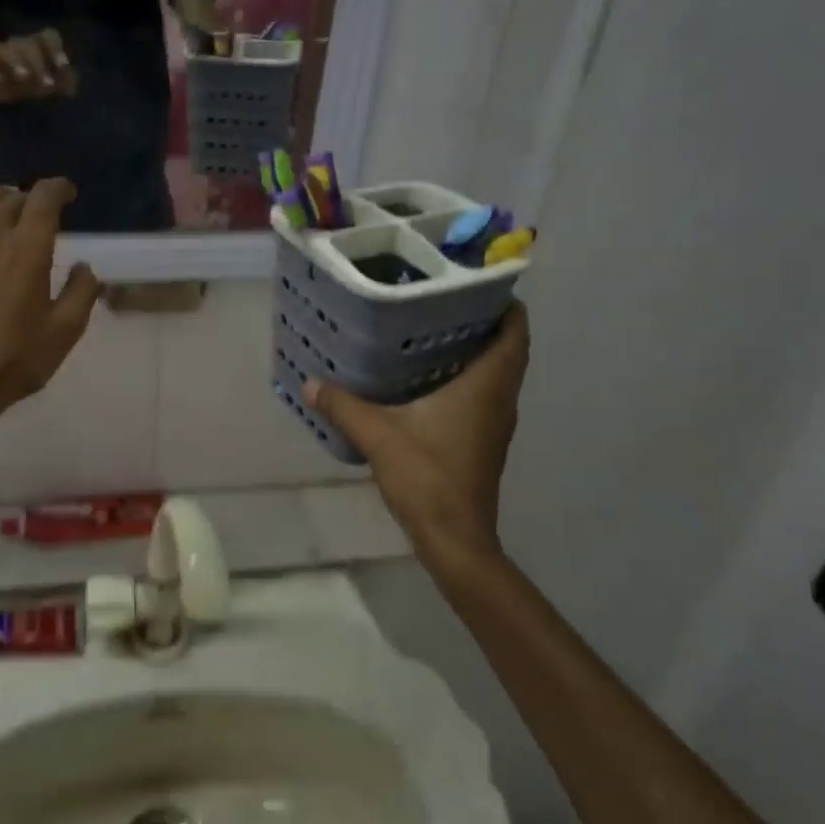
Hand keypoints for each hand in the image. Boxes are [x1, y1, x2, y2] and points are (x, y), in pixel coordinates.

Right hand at [0, 29, 76, 102]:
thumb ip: (61, 83)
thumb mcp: (46, 81)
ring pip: (7, 52)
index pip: (48, 36)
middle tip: (48, 85)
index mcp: (37, 46)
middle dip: (39, 64)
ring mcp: (0, 53)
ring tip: (23, 77)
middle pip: (28, 46)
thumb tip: (74, 89)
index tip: (63, 66)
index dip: (56, 49)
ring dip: (17, 63)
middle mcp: (19, 46)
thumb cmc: (26, 77)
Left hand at [0, 180, 99, 440]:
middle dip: (32, 198)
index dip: (58, 188)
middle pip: (12, 197)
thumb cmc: (15, 359)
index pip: (43, 197)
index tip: (69, 194)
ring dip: (0, 199)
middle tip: (44, 213)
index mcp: (28, 249)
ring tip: (10, 209)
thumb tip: (84, 266)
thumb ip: (82, 292)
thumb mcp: (65, 331)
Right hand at [304, 303, 528, 574]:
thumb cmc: (427, 476)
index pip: (515, 334)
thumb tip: (310, 383)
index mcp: (486, 387)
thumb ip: (343, 405)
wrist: (455, 539)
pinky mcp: (484, 443)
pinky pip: (484, 397)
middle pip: (507, 351)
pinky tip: (427, 382)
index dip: (507, 306)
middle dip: (485, 324)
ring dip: (477, 353)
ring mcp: (495, 424)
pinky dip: (467, 380)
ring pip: (496, 376)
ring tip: (434, 334)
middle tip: (445, 303)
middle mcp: (499, 400)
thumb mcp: (377, 435)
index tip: (481, 285)